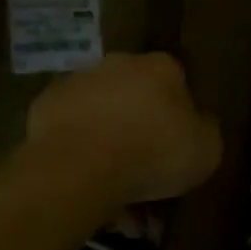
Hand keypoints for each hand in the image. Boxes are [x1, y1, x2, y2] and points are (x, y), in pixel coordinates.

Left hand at [25, 52, 220, 205]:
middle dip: (140, 124)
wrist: (80, 167)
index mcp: (162, 67)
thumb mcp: (207, 149)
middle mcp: (119, 64)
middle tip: (145, 166)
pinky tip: (85, 180)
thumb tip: (198, 123)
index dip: (179, 113)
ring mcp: (77, 82)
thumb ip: (205, 130)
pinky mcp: (43, 106)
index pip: (177, 81)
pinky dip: (78, 149)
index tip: (177, 142)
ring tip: (113, 186)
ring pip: (101, 113)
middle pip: (135, 94)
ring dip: (108, 140)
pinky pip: (71, 129)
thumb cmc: (154, 153)